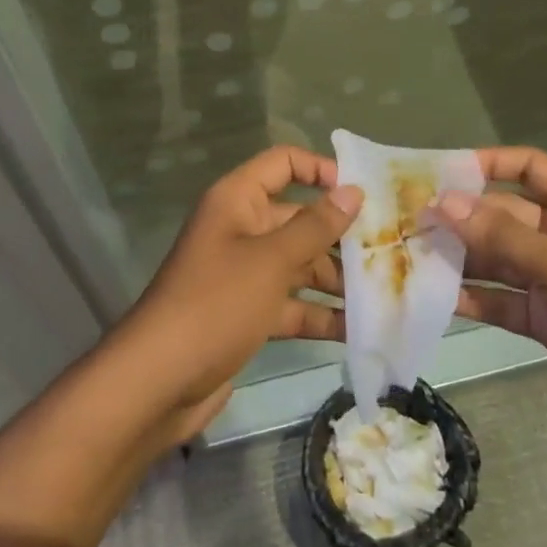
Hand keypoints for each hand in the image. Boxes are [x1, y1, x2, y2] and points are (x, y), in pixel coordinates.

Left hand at [116, 146, 359, 442]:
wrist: (158, 383)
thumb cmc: (216, 304)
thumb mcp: (271, 260)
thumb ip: (316, 226)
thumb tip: (353, 191)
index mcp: (237, 201)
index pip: (283, 164)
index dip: (321, 170)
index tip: (362, 192)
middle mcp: (240, 230)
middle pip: (298, 219)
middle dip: (340, 235)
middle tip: (388, 250)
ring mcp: (244, 275)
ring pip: (298, 265)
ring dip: (335, 279)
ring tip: (382, 292)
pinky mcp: (247, 314)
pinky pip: (291, 304)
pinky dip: (319, 314)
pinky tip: (357, 329)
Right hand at [438, 147, 546, 457]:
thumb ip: (501, 235)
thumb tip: (443, 202)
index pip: (527, 166)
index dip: (485, 164)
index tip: (437, 171)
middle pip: (503, 214)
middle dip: (460, 217)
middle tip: (405, 219)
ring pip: (497, 258)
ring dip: (460, 258)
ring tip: (407, 256)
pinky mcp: (546, 318)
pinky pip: (502, 300)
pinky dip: (473, 299)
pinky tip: (433, 299)